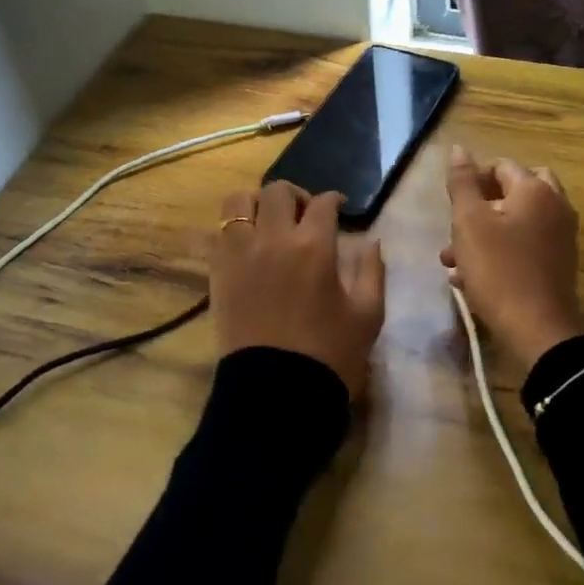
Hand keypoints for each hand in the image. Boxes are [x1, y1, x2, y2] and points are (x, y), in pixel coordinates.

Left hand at [210, 181, 385, 398]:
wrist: (277, 393)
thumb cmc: (329, 355)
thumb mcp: (368, 314)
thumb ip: (372, 271)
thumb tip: (371, 242)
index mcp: (314, 247)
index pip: (323, 203)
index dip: (334, 200)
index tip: (339, 207)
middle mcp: (273, 239)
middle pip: (278, 191)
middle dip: (296, 195)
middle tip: (304, 214)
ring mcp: (239, 254)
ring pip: (239, 201)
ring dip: (256, 203)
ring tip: (267, 221)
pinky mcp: (216, 272)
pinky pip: (211, 235)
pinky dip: (226, 231)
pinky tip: (241, 243)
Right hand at [441, 146, 583, 368]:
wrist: (538, 329)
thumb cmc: (499, 269)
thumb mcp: (469, 223)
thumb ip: (462, 183)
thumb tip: (458, 149)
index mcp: (535, 189)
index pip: (500, 166)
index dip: (472, 180)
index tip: (451, 205)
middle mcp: (555, 206)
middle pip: (514, 191)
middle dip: (481, 206)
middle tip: (458, 226)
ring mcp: (561, 236)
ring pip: (517, 222)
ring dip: (485, 234)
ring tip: (452, 260)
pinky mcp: (559, 263)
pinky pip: (526, 245)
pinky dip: (501, 252)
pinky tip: (471, 277)